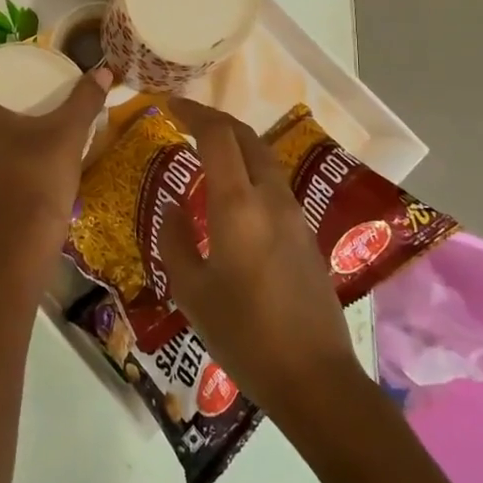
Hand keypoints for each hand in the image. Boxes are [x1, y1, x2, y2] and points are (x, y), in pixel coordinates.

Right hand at [159, 99, 362, 419]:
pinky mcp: (305, 234)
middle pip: (246, 137)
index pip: (217, 136)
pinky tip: (231, 190)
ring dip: (235, 141)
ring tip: (205, 148)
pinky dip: (248, 167)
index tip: (168, 105)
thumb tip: (173, 206)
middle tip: (184, 119)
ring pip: (264, 157)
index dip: (192, 113)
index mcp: (238, 206)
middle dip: (214, 119)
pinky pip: (273, 182)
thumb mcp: (191, 290)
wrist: (314, 377)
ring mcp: (294, 214)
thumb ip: (175, 239)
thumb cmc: (243, 334)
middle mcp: (270, 198)